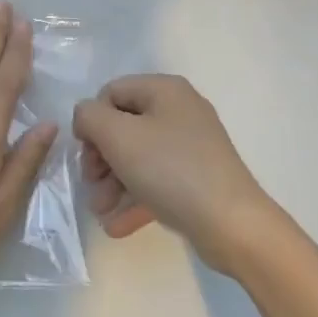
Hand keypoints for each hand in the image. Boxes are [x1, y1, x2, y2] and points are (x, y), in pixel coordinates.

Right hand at [73, 74, 276, 274]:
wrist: (232, 224)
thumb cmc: (170, 170)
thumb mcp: (118, 136)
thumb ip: (90, 117)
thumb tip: (86, 117)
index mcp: (164, 90)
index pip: (111, 93)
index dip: (92, 121)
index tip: (85, 154)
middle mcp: (179, 111)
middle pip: (123, 126)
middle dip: (101, 159)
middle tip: (91, 185)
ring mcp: (191, 146)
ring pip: (138, 157)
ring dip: (113, 184)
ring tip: (101, 212)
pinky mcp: (197, 178)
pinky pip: (156, 181)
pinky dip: (135, 198)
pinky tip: (116, 226)